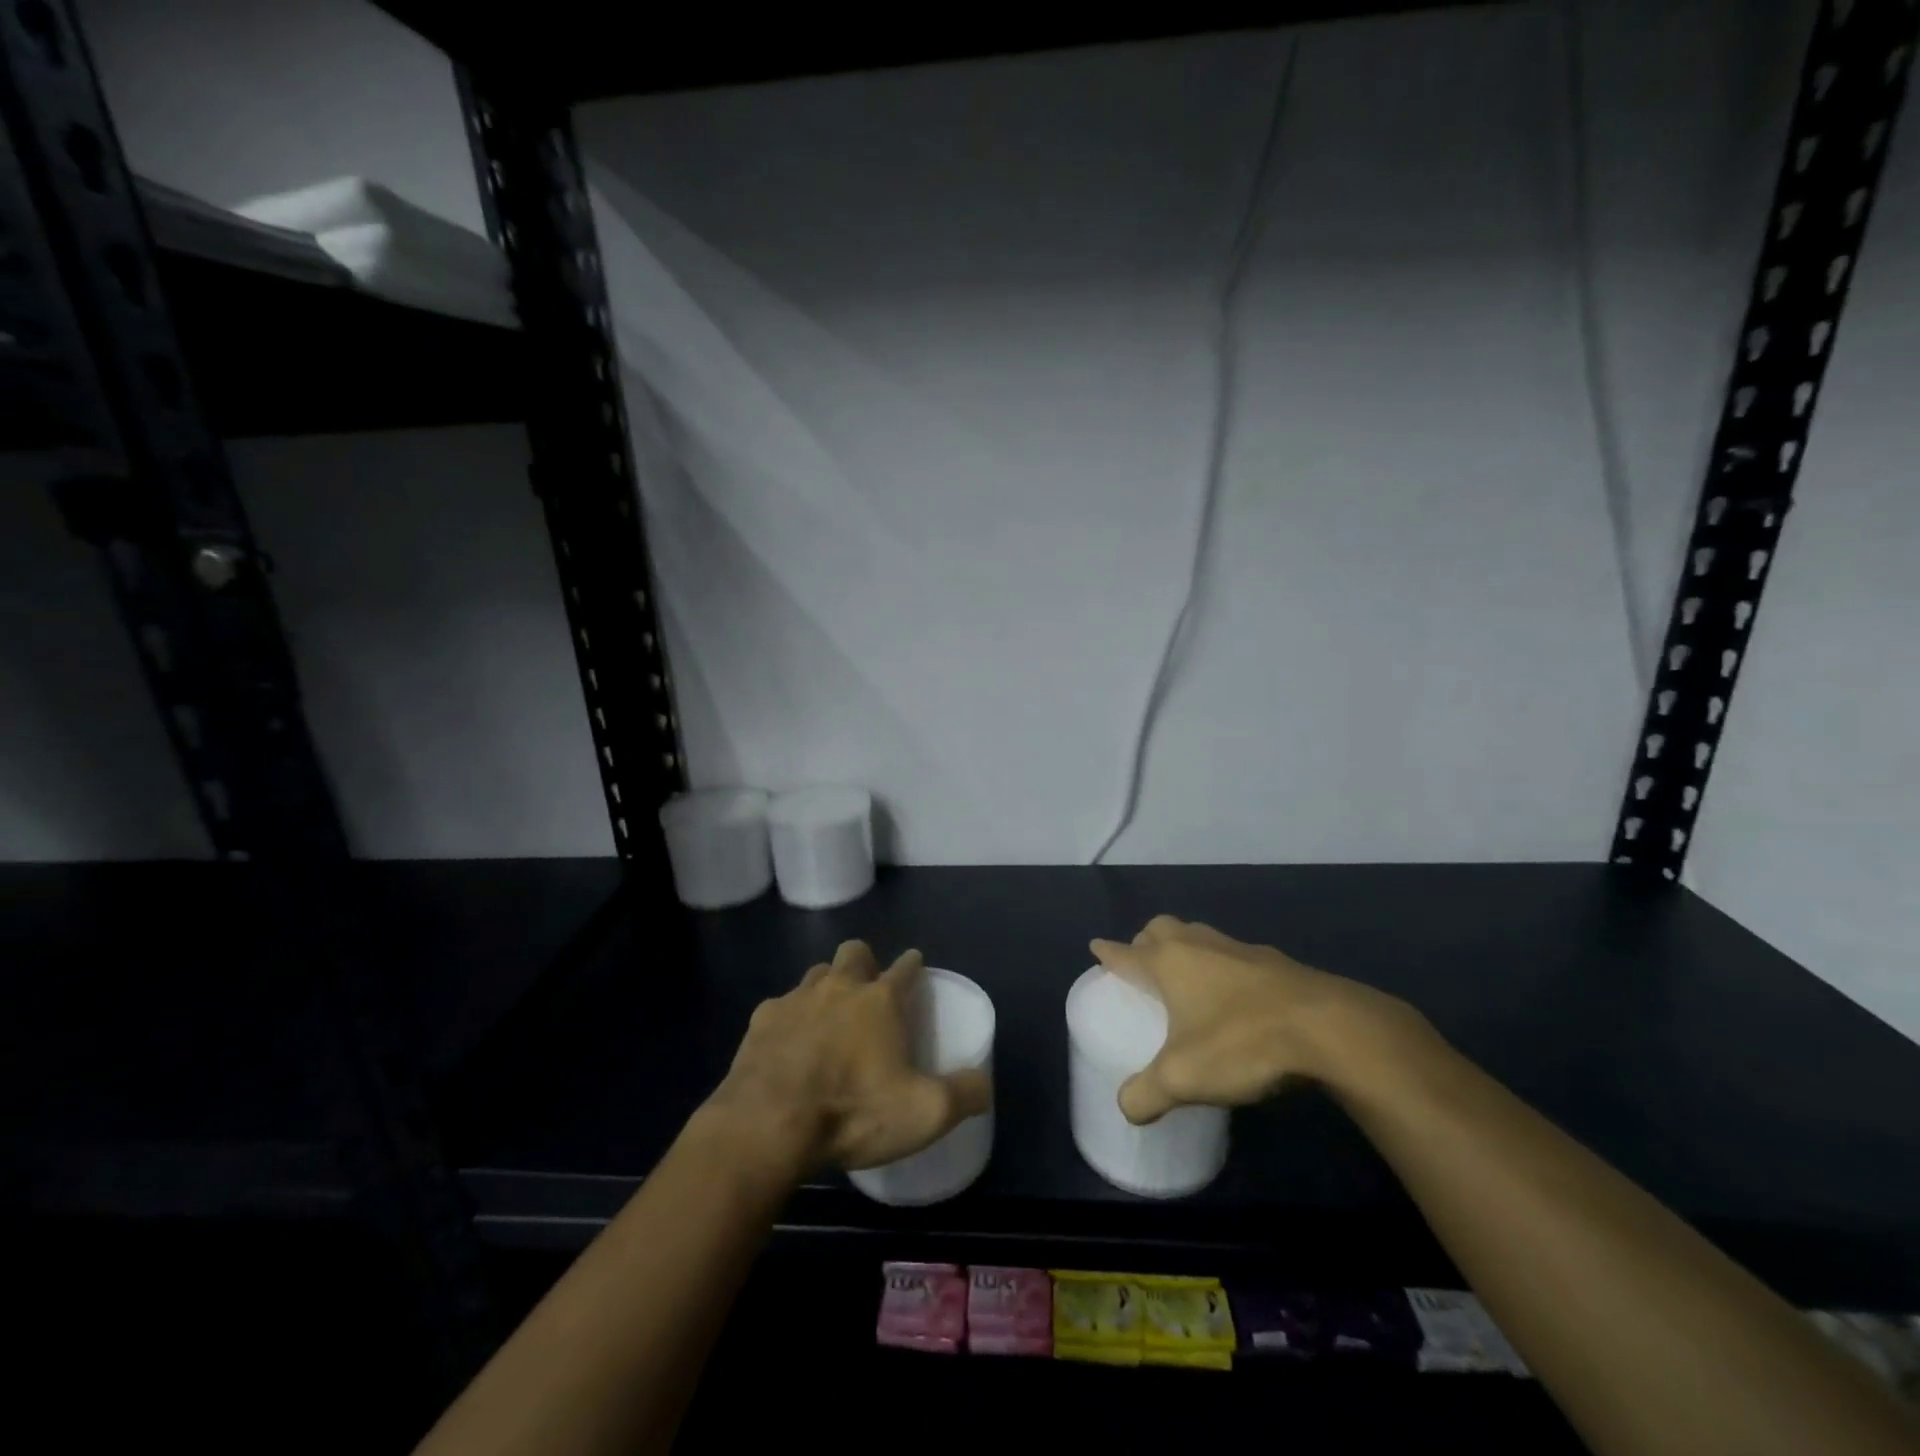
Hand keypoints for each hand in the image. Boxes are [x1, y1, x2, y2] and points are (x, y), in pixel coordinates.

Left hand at [706, 940, 991, 1173]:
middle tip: (869, 990)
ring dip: (827, 986)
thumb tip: (985, 1083)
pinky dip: (790, 1019)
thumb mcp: (924, 1113)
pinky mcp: (761, 1020)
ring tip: (830, 1017)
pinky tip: (789, 1046)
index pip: (906, 967)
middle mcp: (840, 987)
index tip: (915, 969)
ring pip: (817, 974)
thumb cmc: (853, 1111)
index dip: (913, 965)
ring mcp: (796, 999)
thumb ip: (963, 1094)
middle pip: (855, 952)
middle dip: (865, 961)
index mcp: (881, 1001)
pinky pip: (781, 1006)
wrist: (768, 1125)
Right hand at [1089, 915, 1425, 1124]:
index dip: (1108, 952)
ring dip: (1186, 947)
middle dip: (1146, 940)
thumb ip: (1147, 1094)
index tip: (1096, 948)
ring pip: (1199, 934)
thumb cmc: (1242, 1042)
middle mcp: (1198, 944)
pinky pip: (1234, 954)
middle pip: (1161, 928)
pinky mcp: (1275, 961)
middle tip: (1144, 966)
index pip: (1125, 951)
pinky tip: (1237, 997)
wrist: (1329, 1029)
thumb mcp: (1184, 1078)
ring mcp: (1239, 948)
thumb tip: (1126, 1108)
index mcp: (1169, 962)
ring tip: (1188, 979)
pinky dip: (1223, 966)